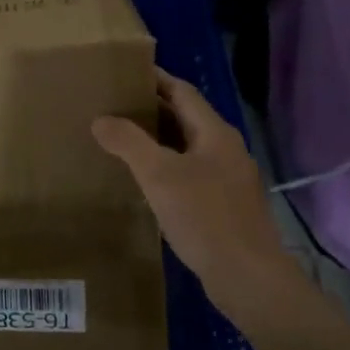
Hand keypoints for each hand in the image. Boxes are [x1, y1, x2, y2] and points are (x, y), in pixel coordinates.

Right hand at [92, 70, 304, 314]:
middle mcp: (225, 150)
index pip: (182, 91)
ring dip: (156, 140)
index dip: (154, 79)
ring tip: (119, 139)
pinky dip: (164, 167)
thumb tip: (101, 119)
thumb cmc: (204, 217)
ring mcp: (228, 179)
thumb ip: (128, 143)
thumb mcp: (159, 175)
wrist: (247, 277)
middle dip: (151, 109)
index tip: (122, 72)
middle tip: (112, 105)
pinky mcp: (223, 205)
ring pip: (186, 147)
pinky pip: (189, 173)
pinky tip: (143, 181)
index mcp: (215, 133)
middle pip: (185, 117)